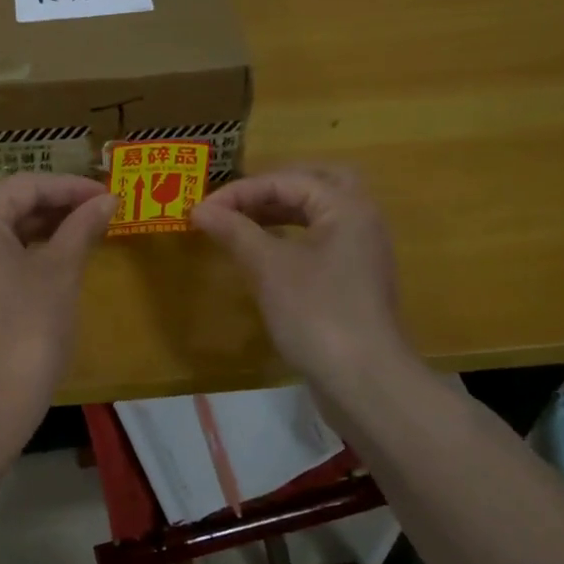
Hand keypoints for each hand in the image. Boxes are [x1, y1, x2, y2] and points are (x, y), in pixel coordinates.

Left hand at [0, 173, 116, 407]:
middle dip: (44, 201)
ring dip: (27, 224)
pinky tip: (41, 261)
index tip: (105, 195)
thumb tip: (107, 200)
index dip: (69, 188)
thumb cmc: (28, 327)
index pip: (24, 186)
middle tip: (85, 211)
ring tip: (70, 233)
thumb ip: (81, 227)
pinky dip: (9, 248)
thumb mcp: (60, 271)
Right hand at [191, 164, 418, 395]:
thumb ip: (234, 231)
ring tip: (242, 223)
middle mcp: (361, 221)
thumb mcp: (269, 268)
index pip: (288, 180)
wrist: (364, 382)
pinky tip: (264, 254)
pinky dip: (291, 237)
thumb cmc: (317, 313)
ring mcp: (360, 253)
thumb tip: (199, 209)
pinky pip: (321, 241)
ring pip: (320, 214)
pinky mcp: (354, 281)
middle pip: (317, 184)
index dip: (241, 191)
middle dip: (275, 188)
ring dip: (282, 212)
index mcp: (346, 207)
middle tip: (239, 200)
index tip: (202, 209)